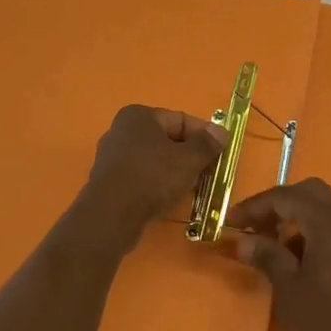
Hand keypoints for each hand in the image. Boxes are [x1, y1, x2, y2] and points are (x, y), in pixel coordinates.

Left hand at [85, 105, 225, 239]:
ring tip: (193, 188)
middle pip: (167, 139)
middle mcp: (121, 130)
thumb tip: (221, 132)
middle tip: (209, 172)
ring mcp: (112, 156)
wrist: (112, 214)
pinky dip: (158, 183)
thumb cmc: (152, 176)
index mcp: (138, 115)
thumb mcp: (188, 159)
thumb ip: (207, 144)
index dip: (204, 135)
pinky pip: (141, 175)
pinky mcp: (109, 180)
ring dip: (176, 171)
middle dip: (190, 155)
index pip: (180, 119)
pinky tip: (170, 197)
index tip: (221, 152)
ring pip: (155, 159)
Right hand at [227, 179, 330, 330]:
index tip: (232, 222)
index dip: (256, 206)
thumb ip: (267, 256)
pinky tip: (299, 255)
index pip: (286, 197)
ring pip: (326, 205)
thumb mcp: (289, 288)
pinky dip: (315, 227)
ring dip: (297, 214)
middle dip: (278, 203)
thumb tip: (242, 241)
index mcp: (330, 223)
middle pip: (309, 192)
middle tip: (254, 225)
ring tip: (272, 241)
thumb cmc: (328, 322)